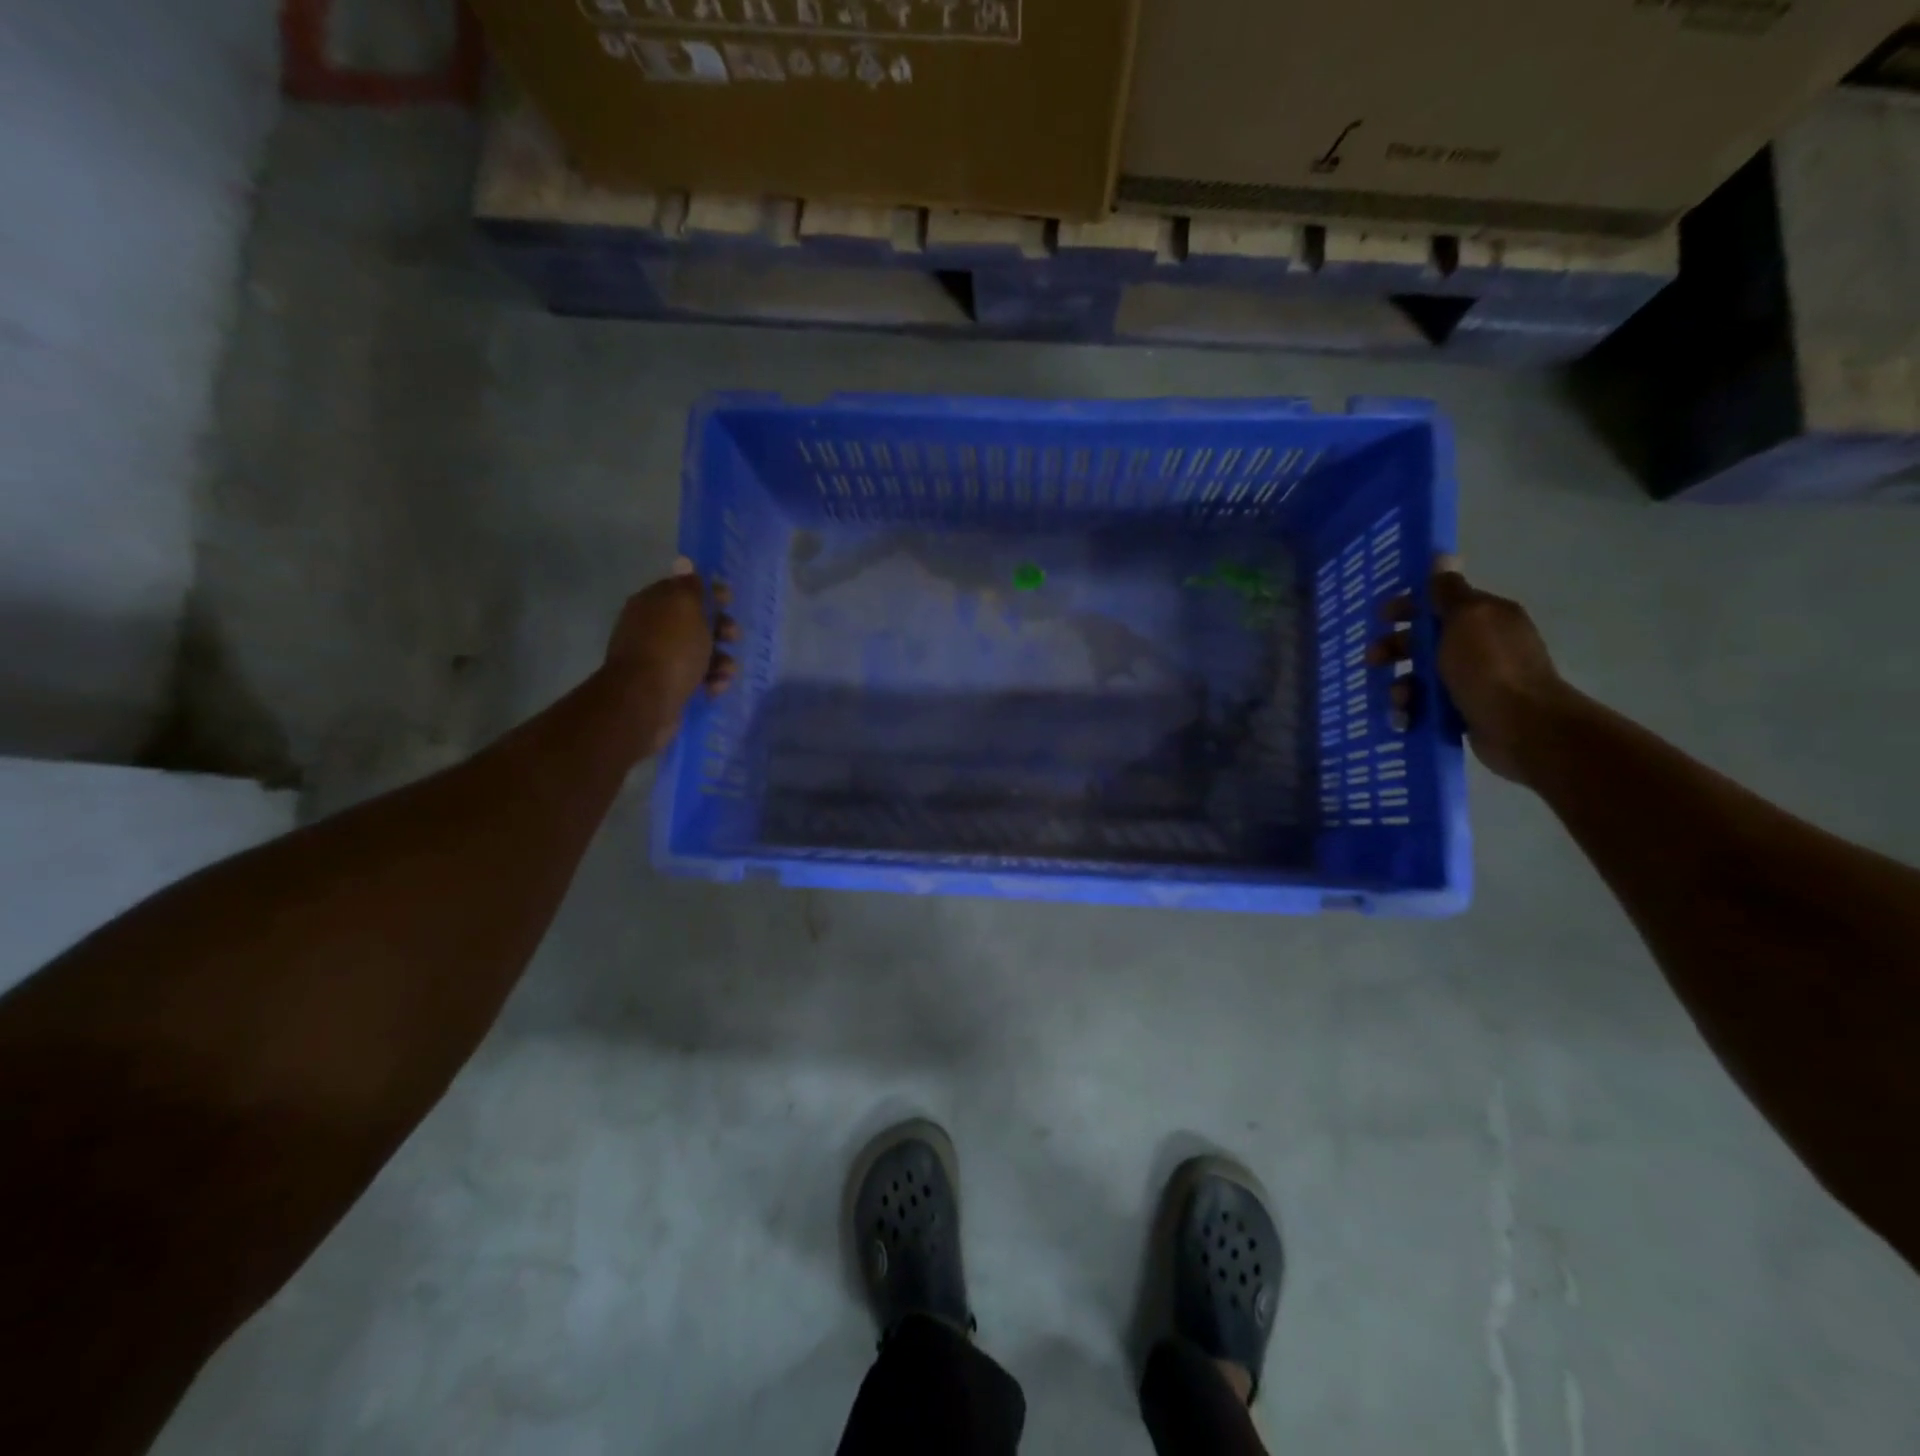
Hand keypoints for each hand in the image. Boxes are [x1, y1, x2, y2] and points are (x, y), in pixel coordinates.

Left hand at [603, 558, 738, 756]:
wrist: (645, 701)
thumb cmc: (671, 648)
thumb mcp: (686, 607)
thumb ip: (690, 586)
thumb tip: (685, 562)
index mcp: (653, 603)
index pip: (683, 589)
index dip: (709, 592)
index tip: (729, 600)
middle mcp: (652, 628)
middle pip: (694, 622)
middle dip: (720, 629)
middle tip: (733, 636)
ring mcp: (658, 659)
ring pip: (699, 653)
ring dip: (720, 659)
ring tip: (726, 670)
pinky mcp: (667, 687)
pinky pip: (696, 678)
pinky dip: (710, 680)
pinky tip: (715, 687)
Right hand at [1374, 557, 1574, 783]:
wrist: (1522, 726)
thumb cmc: (1489, 666)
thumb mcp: (1467, 619)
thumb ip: (1447, 592)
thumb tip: (1441, 555)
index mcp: (1485, 617)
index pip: (1440, 602)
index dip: (1408, 607)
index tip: (1381, 617)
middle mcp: (1481, 644)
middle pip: (1425, 640)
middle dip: (1395, 649)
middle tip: (1372, 661)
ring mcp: (1474, 679)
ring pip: (1422, 675)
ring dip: (1400, 685)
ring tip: (1397, 700)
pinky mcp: (1465, 710)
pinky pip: (1428, 704)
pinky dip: (1413, 709)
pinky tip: (1405, 718)